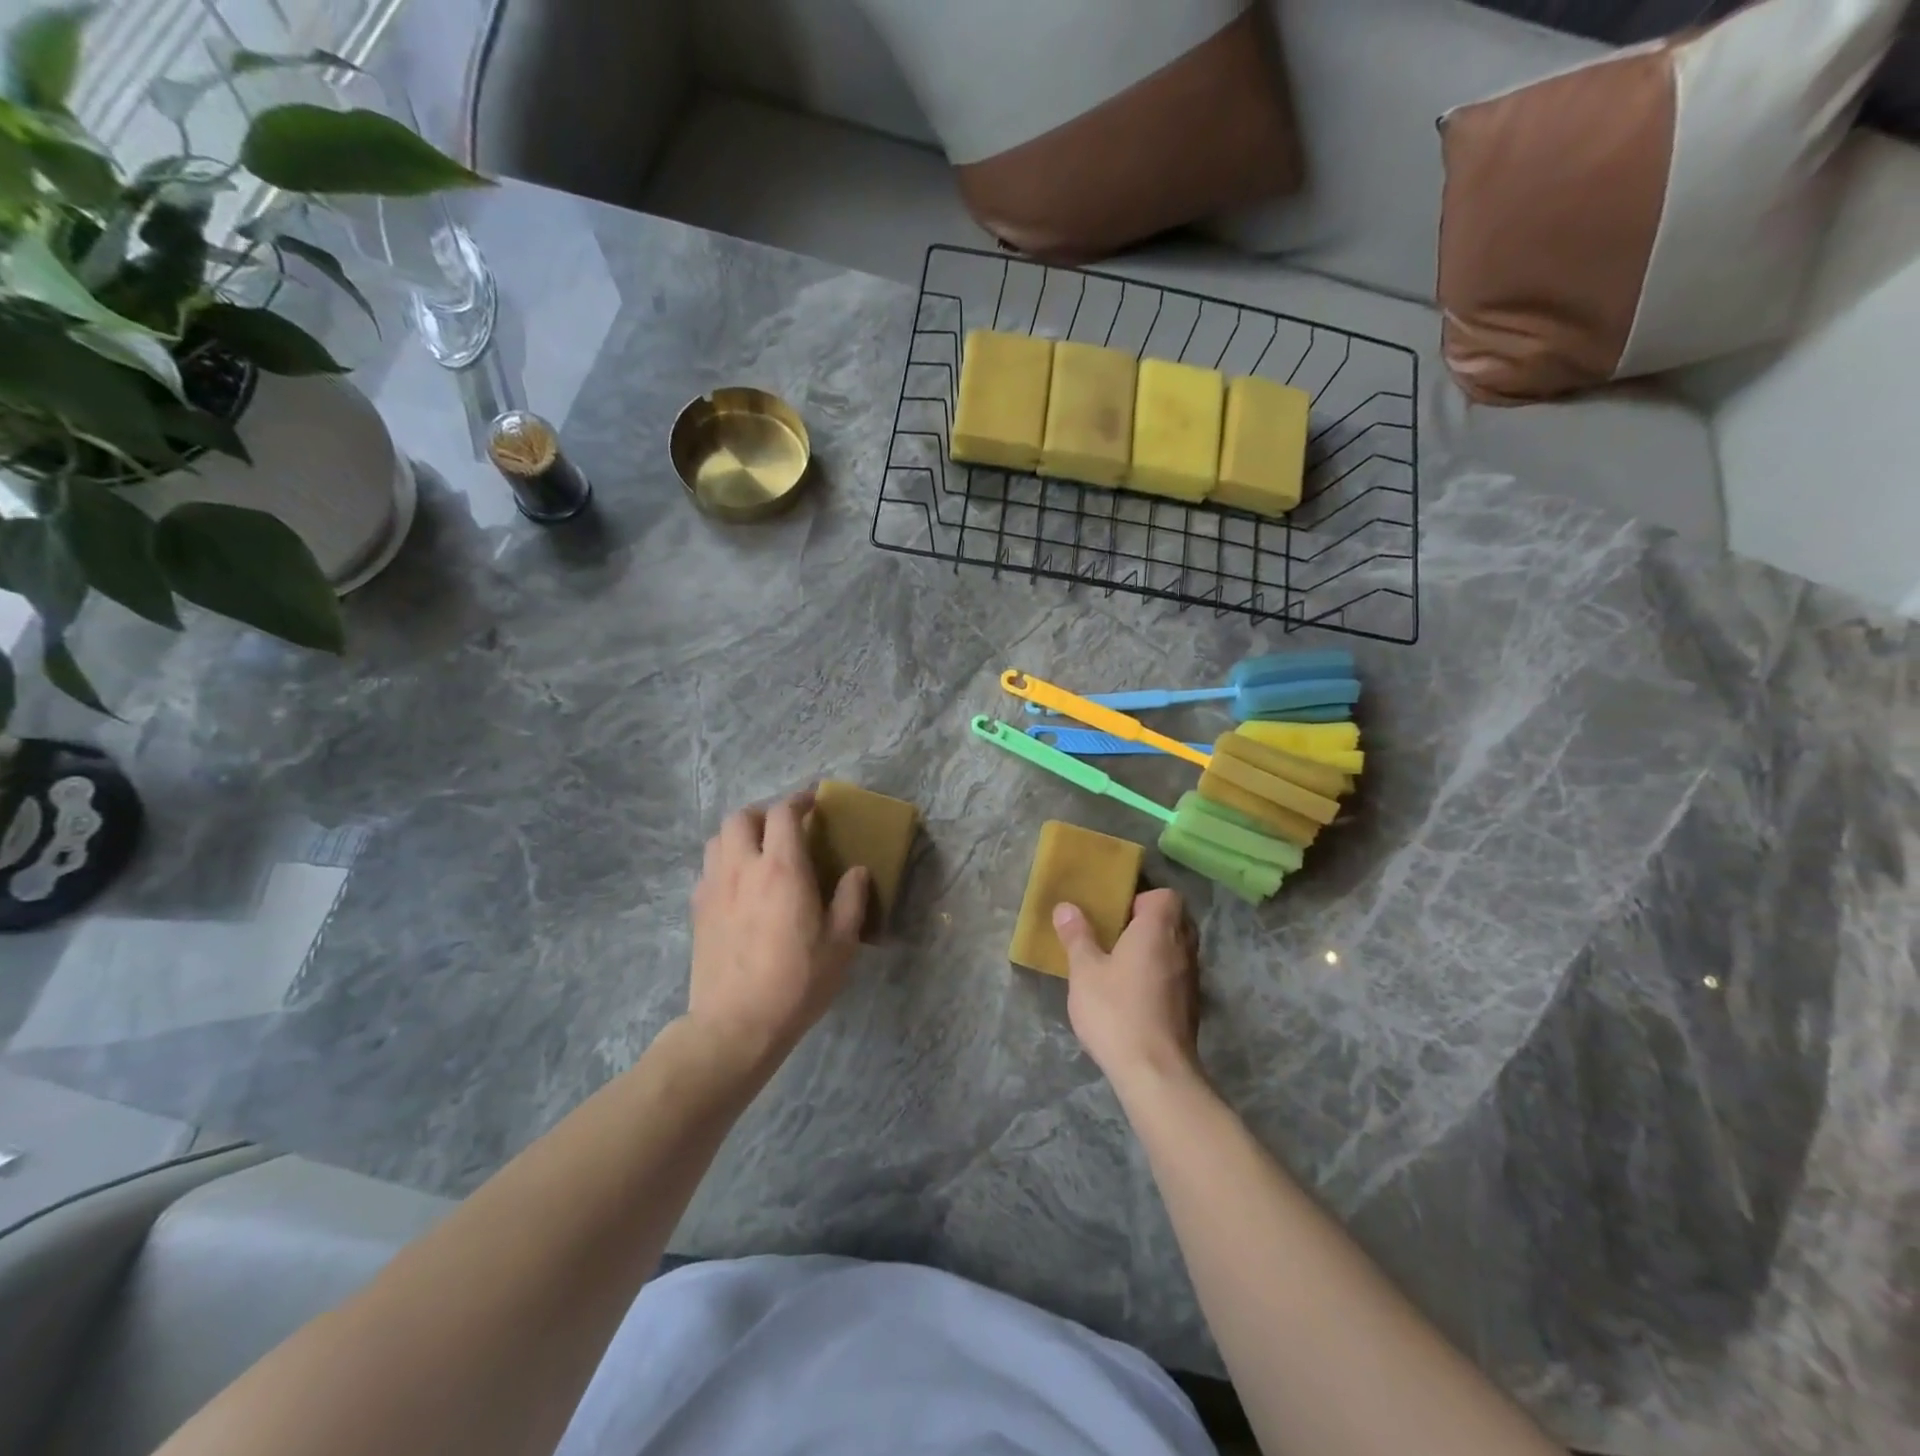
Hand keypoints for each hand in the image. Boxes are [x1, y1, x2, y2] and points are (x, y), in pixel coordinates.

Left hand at [689, 791, 868, 1066]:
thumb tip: (857, 871)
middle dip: (764, 813)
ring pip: (717, 840)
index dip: (799, 799)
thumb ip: (851, 900)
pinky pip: (708, 870)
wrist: (736, 1025)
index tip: (813, 801)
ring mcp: (714, 888)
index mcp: (781, 868)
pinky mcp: (697, 911)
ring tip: (759, 852)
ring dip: (739, 835)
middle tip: (785, 828)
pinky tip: (740, 887)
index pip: (783, 813)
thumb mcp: (840, 943)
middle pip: (741, 817)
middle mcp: (742, 868)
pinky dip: (725, 864)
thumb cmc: (796, 982)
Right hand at [1055, 888, 1200, 1089]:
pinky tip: (1133, 994)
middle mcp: (1183, 947)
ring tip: (1121, 964)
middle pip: (1174, 920)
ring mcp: (1191, 978)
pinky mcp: (1192, 1006)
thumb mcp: (1085, 971)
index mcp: (1159, 929)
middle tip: (1115, 935)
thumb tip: (1066, 907)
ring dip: (1155, 950)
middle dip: (1148, 923)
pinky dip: (1160, 975)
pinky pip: (1176, 975)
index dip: (1142, 898)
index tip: (1116, 914)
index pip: (1166, 895)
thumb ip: (1077, 936)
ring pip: (1177, 949)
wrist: (1156, 1073)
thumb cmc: (1117, 1011)